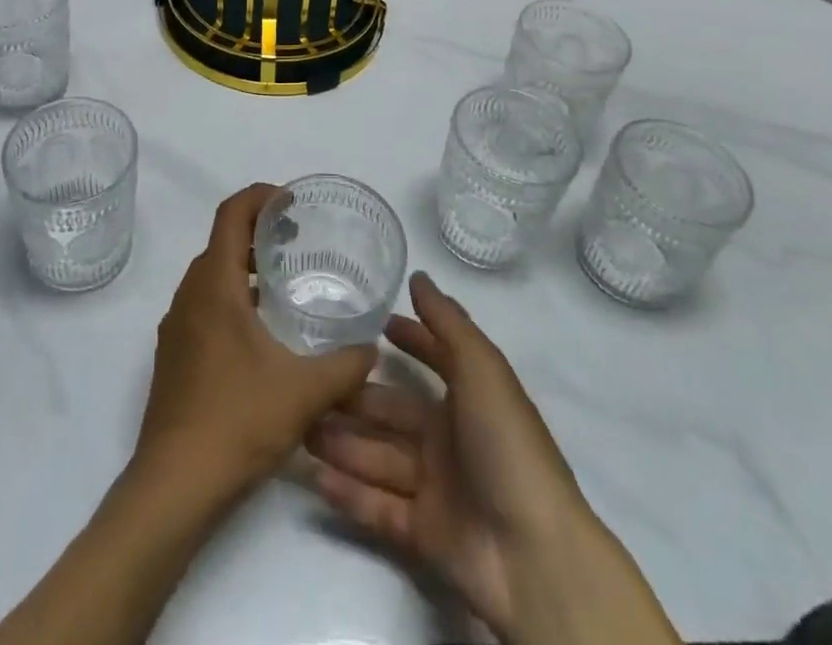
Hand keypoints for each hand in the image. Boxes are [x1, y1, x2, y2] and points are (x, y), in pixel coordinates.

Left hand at [134, 184, 377, 498]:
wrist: (174, 484)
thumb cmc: (237, 422)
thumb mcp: (304, 392)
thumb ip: (345, 366)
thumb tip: (372, 349)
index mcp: (214, 286)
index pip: (231, 215)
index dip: (259, 197)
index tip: (291, 200)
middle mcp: (189, 295)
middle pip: (221, 241)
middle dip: (257, 230)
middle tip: (295, 239)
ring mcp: (176, 325)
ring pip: (210, 274)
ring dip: (243, 265)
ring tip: (282, 282)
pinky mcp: (174, 353)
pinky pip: (203, 303)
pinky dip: (231, 295)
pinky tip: (260, 331)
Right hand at [306, 273, 678, 644]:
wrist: (533, 554)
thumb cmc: (506, 445)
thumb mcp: (482, 369)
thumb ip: (447, 322)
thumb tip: (418, 276)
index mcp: (470, 399)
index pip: (434, 359)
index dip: (409, 340)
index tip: (371, 324)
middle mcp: (450, 438)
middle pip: (391, 412)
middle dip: (353, 398)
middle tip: (308, 383)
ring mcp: (436, 487)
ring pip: (377, 456)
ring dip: (341, 442)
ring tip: (298, 429)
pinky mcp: (424, 533)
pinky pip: (378, 507)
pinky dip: (349, 493)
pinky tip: (313, 476)